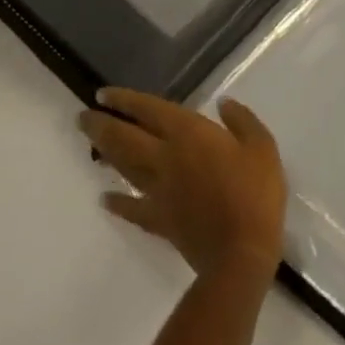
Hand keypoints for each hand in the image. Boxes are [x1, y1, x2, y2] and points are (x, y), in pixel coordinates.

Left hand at [78, 89, 286, 280]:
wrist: (241, 250)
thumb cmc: (254, 191)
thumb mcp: (261, 146)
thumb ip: (241, 120)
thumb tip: (223, 103)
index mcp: (189, 134)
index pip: (149, 111)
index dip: (125, 101)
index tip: (103, 95)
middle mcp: (166, 158)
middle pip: (125, 138)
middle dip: (101, 125)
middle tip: (82, 117)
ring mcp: (158, 191)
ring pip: (125, 167)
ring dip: (106, 154)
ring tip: (92, 145)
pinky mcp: (158, 220)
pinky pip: (132, 208)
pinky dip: (117, 202)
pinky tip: (105, 199)